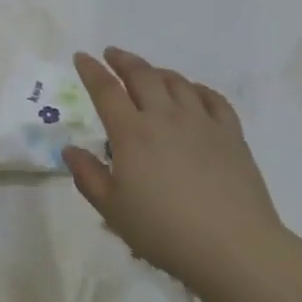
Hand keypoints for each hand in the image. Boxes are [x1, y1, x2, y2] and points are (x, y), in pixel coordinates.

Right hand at [65, 48, 287, 293]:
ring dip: (158, 71)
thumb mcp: (112, 210)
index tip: (82, 56)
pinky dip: (198, 89)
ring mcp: (202, 122)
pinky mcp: (231, 134)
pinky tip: (193, 92)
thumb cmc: (164, 231)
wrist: (232, 246)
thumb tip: (70, 150)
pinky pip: (214, 99)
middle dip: (124, 60)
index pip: (106, 91)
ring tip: (149, 72)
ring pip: (177, 82)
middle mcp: (165, 117)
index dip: (91, 71)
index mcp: (132, 133)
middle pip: (142, 75)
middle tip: (112, 54)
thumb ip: (88, 176)